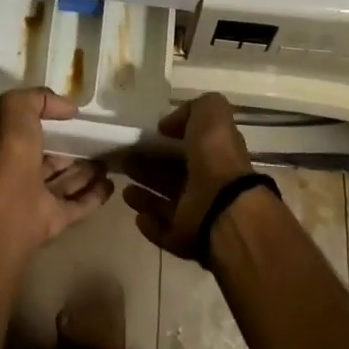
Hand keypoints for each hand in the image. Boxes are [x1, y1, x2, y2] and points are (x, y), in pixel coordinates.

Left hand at [0, 88, 113, 255]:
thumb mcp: (17, 108)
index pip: (32, 133)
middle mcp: (22, 173)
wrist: (10, 209)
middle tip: (98, 142)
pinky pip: (78, 206)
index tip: (75, 118)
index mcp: (10, 147)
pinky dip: (95, 196)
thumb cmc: (12, 153)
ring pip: (66, 183)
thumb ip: (40, 99)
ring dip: (87, 173)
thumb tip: (69, 109)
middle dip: (72, 152)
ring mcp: (38, 200)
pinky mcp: (55, 221)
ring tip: (109, 161)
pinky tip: (111, 185)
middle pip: (51, 160)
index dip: (51, 124)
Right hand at [122, 95, 255, 258]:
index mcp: (213, 154)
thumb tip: (168, 126)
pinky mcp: (184, 238)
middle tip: (124, 160)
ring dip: (144, 196)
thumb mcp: (210, 111)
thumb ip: (191, 110)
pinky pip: (163, 230)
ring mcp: (196, 213)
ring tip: (124, 188)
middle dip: (147, 168)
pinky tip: (137, 215)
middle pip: (171, 175)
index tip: (144, 137)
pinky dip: (149, 223)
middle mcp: (206, 183)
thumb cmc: (216, 154)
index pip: (186, 146)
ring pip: (164, 203)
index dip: (165, 141)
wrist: (224, 204)